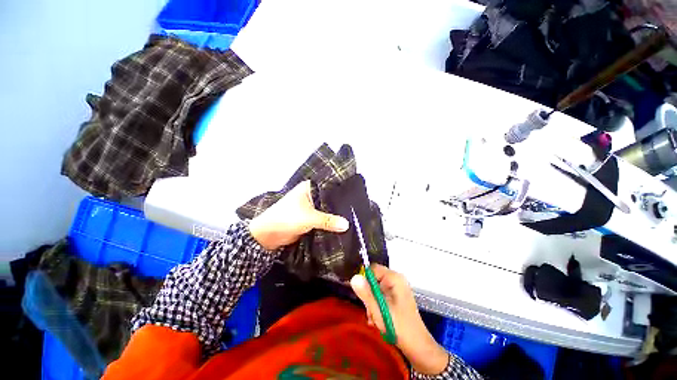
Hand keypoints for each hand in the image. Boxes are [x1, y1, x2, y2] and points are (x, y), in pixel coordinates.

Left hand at [248, 180, 349, 250]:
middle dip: (339, 205)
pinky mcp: (309, 219)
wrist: (268, 236)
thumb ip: (328, 220)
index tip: (355, 196)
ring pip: (326, 210)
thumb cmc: (287, 218)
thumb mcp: (309, 218)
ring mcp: (310, 208)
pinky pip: (322, 220)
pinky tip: (342, 226)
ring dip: (335, 215)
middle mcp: (310, 195)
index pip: (329, 186)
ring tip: (353, 218)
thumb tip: (347, 224)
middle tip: (356, 209)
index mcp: (308, 188)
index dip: (341, 191)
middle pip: (328, 200)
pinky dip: (329, 223)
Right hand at [350, 264, 449, 374]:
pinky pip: (382, 296)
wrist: (418, 347)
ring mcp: (398, 289)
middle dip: (369, 296)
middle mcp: (397, 280)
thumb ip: (366, 293)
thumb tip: (354, 277)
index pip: (373, 269)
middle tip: (369, 311)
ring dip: (372, 303)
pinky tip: (377, 319)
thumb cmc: (398, 326)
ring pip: (376, 290)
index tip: (362, 295)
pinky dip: (378, 306)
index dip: (365, 280)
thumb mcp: (378, 309)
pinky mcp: (397, 297)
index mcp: (394, 278)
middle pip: (374, 280)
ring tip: (374, 319)